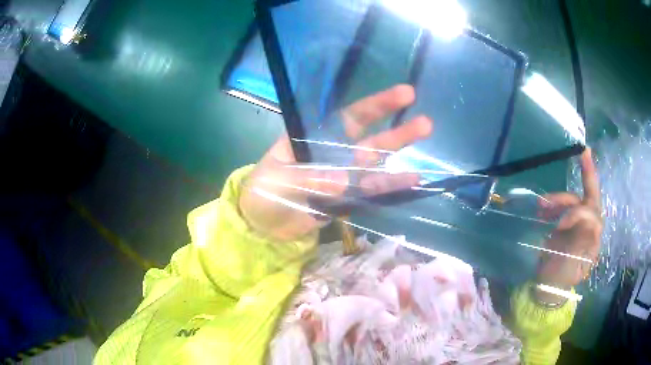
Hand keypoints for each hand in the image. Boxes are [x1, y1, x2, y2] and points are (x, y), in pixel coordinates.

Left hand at [239, 85, 432, 240]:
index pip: (348, 117)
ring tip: (422, 166)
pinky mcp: (346, 200)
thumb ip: (307, 177)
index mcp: (315, 138)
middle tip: (427, 124)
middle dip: (396, 132)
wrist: (263, 224)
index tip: (404, 94)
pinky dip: (388, 189)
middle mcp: (334, 154)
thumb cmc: (262, 192)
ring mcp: (343, 178)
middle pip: (369, 141)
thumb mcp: (277, 180)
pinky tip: (411, 182)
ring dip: (398, 161)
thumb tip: (343, 180)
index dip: (376, 106)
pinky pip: (369, 193)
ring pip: (375, 167)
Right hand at [536, 148, 601, 292]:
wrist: (547, 286)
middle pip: (589, 199)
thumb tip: (587, 218)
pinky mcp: (568, 223)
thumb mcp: (568, 267)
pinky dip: (554, 204)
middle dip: (587, 176)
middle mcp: (589, 228)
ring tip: (540, 204)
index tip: (558, 224)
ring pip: (574, 201)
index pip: (592, 215)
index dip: (577, 213)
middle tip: (584, 152)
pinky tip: (542, 209)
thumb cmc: (557, 280)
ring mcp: (579, 225)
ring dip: (559, 198)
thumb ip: (579, 242)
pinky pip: (565, 207)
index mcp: (592, 240)